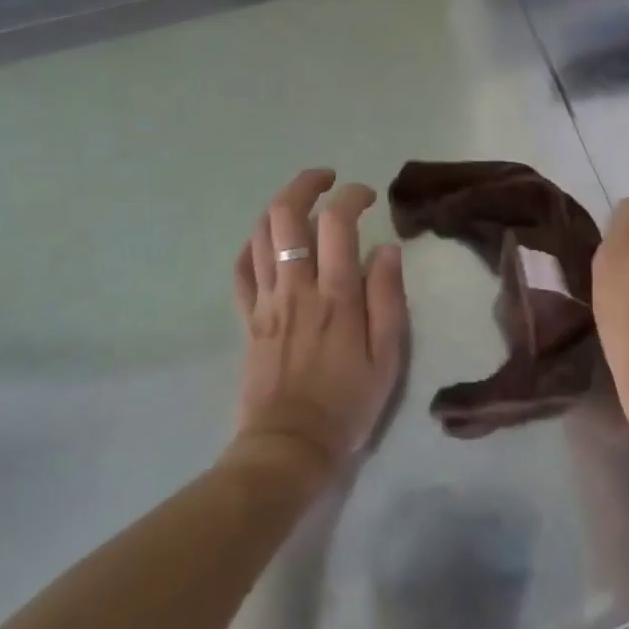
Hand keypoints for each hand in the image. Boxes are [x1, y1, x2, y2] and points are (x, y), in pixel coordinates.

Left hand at [231, 169, 408, 482]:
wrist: (290, 448)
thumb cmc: (348, 401)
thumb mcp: (388, 355)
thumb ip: (387, 296)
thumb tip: (386, 248)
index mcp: (335, 294)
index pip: (337, 222)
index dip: (351, 196)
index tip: (367, 196)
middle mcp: (295, 287)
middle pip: (285, 215)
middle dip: (305, 185)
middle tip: (328, 181)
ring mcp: (266, 301)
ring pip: (259, 235)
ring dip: (279, 207)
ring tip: (302, 204)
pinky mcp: (247, 318)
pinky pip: (240, 270)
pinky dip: (252, 245)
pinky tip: (269, 242)